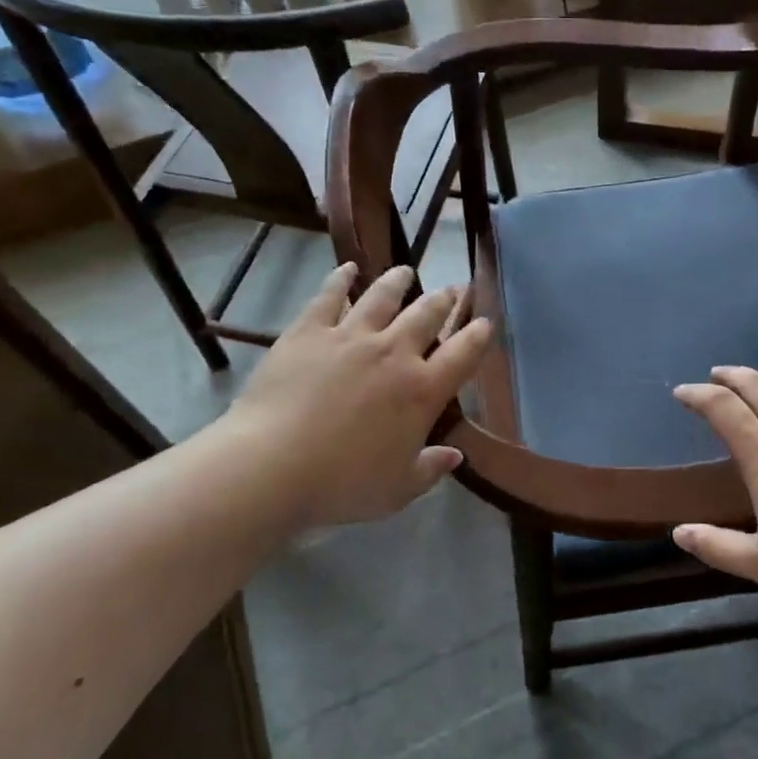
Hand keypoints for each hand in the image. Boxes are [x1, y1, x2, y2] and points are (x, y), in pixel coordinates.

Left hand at [216, 263, 490, 532]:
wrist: (272, 466)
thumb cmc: (342, 484)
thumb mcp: (397, 489)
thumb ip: (430, 468)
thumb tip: (455, 456)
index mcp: (422, 391)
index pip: (463, 354)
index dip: (478, 335)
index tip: (485, 322)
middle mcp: (394, 353)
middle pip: (427, 315)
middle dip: (444, 299)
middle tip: (452, 288)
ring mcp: (351, 336)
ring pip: (383, 296)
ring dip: (398, 281)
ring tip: (406, 272)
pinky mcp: (309, 331)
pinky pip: (330, 296)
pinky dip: (341, 279)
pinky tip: (348, 269)